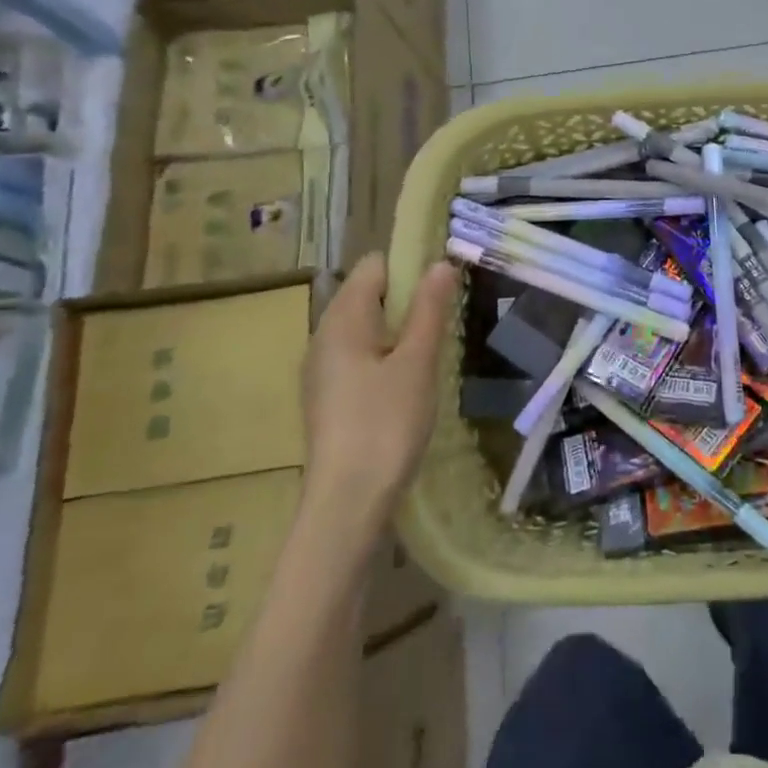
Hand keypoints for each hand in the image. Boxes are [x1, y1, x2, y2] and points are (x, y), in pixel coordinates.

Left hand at [301, 254, 459, 511]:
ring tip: (433, 352)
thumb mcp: (417, 362)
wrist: (347, 504)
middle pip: (369, 294)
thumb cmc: (386, 424)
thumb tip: (440, 263)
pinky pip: (360, 355)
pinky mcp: (329, 397)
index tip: (444, 285)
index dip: (410, 265)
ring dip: (401, 329)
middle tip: (444, 321)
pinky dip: (386, 355)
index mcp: (342, 320)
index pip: (374, 266)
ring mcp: (323, 369)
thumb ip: (429, 309)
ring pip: (367, 327)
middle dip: (409, 299)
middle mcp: (324, 336)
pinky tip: (409, 382)